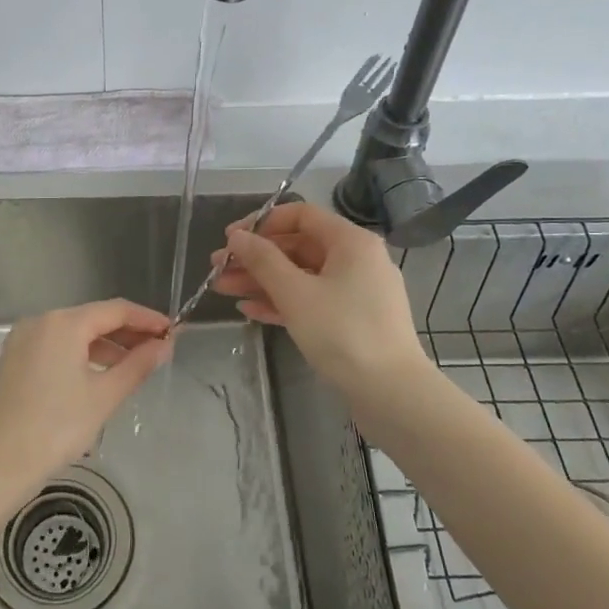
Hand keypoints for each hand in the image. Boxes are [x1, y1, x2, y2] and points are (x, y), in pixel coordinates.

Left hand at [0, 299, 173, 512]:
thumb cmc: (57, 428)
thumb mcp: (104, 396)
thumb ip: (138, 365)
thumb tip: (165, 346)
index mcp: (63, 323)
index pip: (115, 310)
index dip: (147, 318)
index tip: (173, 330)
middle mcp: (40, 322)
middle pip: (93, 318)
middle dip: (127, 333)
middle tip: (158, 349)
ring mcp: (22, 340)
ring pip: (73, 333)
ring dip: (105, 345)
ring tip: (134, 365)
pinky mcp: (13, 359)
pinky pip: (55, 347)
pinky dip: (80, 354)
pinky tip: (98, 374)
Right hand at [209, 202, 429, 399]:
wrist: (391, 393)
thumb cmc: (342, 332)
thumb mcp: (295, 293)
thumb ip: (262, 260)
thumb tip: (237, 237)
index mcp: (350, 241)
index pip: (301, 215)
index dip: (262, 223)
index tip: (230, 239)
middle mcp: (356, 259)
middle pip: (298, 246)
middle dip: (255, 257)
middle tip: (218, 269)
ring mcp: (356, 291)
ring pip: (301, 276)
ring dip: (262, 281)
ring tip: (223, 289)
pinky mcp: (352, 320)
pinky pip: (312, 300)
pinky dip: (282, 302)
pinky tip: (250, 310)